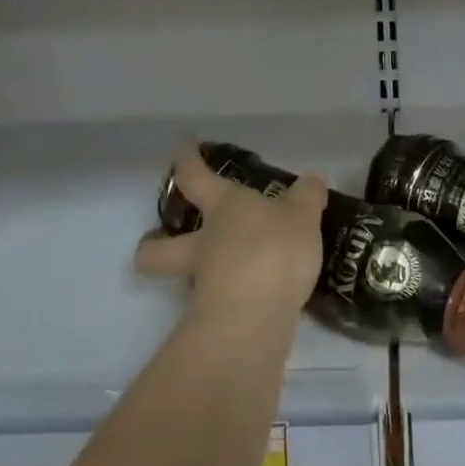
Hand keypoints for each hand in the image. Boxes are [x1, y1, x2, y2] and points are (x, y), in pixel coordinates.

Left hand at [134, 147, 327, 322]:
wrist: (254, 317)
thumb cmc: (273, 249)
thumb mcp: (302, 215)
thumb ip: (307, 197)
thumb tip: (312, 180)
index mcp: (223, 207)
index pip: (195, 177)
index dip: (187, 160)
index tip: (182, 146)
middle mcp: (204, 242)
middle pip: (159, 246)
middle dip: (152, 245)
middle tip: (157, 242)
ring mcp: (204, 283)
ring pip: (182, 279)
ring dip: (190, 277)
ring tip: (218, 276)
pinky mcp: (214, 318)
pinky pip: (214, 303)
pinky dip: (226, 300)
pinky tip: (251, 300)